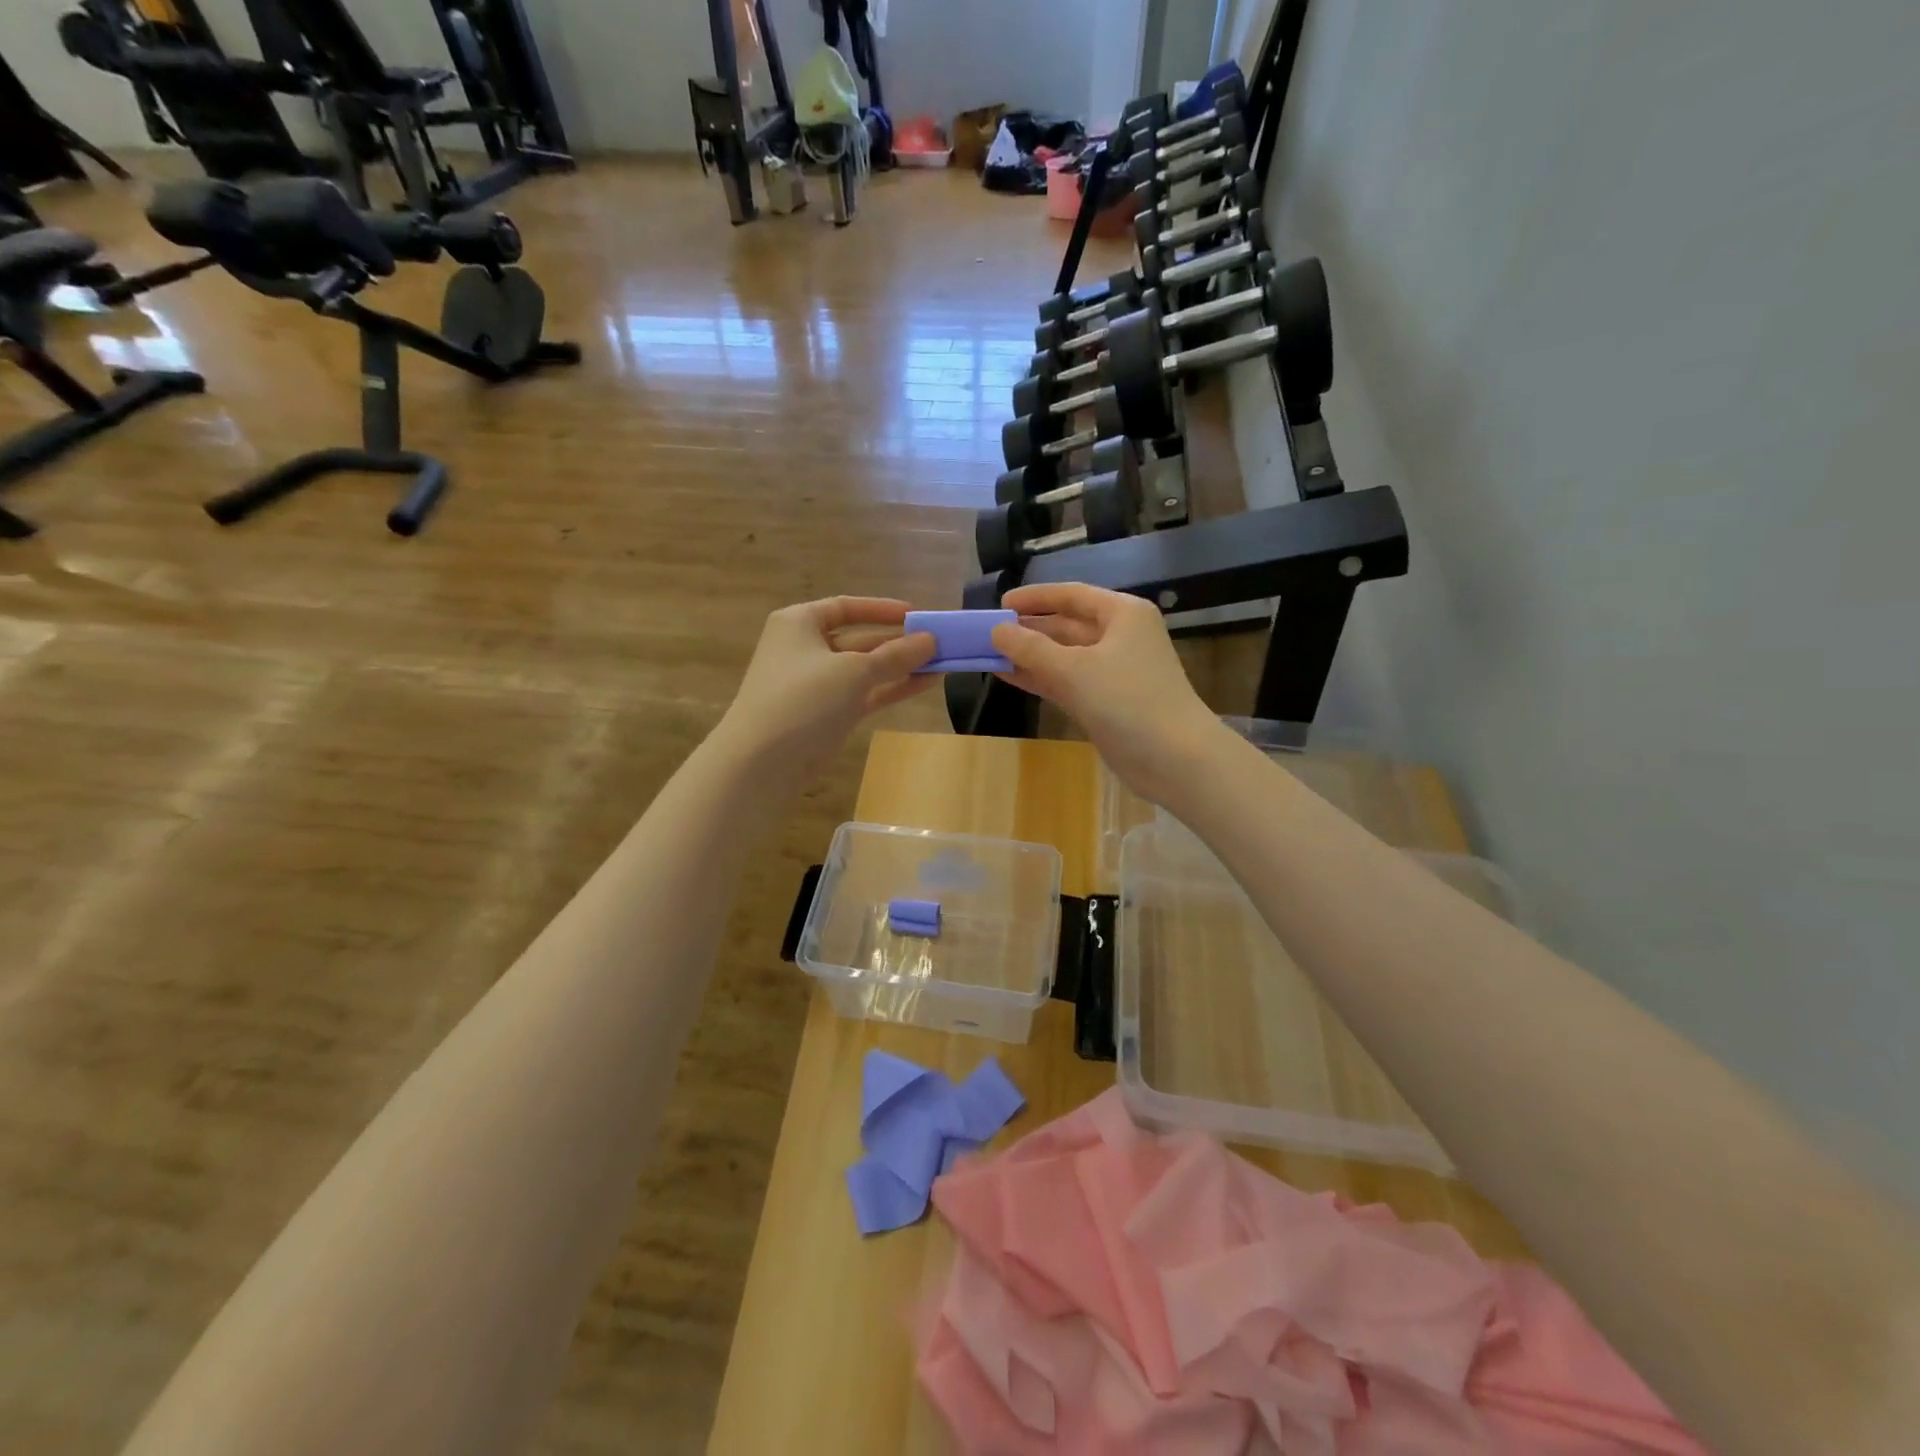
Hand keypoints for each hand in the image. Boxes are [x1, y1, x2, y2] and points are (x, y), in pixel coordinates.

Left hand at [714, 598, 936, 775]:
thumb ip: (895, 655)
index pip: (847, 606)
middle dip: (898, 641)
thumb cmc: (803, 699)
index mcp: (800, 623)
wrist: (762, 762)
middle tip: (939, 643)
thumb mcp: (854, 671)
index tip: (918, 615)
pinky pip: (865, 693)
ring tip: (942, 664)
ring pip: (865, 669)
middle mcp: (806, 648)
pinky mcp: (827, 714)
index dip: (883, 610)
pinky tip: (925, 684)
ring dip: (900, 666)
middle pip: (859, 638)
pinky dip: (891, 688)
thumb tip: (930, 640)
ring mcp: (816, 684)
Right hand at [991, 584, 1223, 805]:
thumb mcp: (1074, 670)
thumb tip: (996, 631)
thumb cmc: (1128, 701)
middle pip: (1068, 625)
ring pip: (1065, 656)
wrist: (1175, 759)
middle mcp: (1120, 636)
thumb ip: (1031, 649)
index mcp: (1122, 614)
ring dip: (1031, 656)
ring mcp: (1114, 671)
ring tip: (990, 655)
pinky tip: (1009, 678)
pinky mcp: (1107, 702)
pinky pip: (1068, 681)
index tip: (999, 604)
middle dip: (1029, 629)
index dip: (1035, 598)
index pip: (1072, 595)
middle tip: (989, 633)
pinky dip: (1041, 679)